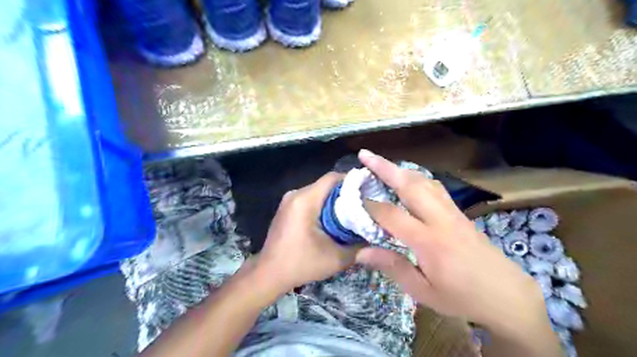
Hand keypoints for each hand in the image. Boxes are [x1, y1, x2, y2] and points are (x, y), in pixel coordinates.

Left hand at [255, 172, 362, 294]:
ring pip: (318, 192)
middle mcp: (295, 195)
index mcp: (305, 200)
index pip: (332, 178)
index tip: (367, 191)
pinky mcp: (287, 208)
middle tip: (363, 205)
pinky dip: (324, 206)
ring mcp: (289, 201)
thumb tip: (374, 235)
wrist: (269, 274)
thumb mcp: (336, 258)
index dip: (352, 181)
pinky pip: (310, 200)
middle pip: (326, 184)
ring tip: (352, 213)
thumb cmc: (301, 264)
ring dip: (335, 200)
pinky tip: (333, 219)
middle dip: (346, 193)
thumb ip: (359, 246)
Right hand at [357, 149, 552, 335]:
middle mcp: (440, 219)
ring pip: (424, 181)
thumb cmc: (462, 297)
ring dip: (401, 169)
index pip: (391, 215)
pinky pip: (436, 187)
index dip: (370, 206)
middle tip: (365, 155)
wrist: (508, 296)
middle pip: (410, 185)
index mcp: (428, 241)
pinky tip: (411, 180)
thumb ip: (393, 267)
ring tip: (383, 163)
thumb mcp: (424, 291)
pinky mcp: (460, 213)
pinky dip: (418, 178)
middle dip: (385, 167)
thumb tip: (361, 253)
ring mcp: (452, 212)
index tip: (353, 199)